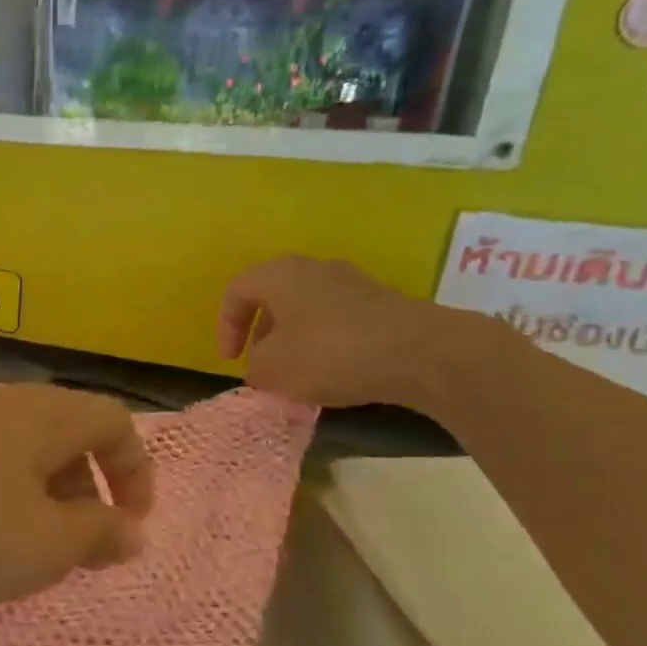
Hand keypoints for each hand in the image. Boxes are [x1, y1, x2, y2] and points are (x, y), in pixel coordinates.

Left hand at [0, 383, 155, 610]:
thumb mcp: (39, 546)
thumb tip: (131, 529)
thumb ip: (95, 536)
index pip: (114, 421)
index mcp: (41, 416)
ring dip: (31, 500)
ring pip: (12, 453)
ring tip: (15, 553)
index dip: (136, 471)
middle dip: (83, 493)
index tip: (129, 528)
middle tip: (73, 551)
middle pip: (63, 436)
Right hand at [218, 255, 462, 408]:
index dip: (225, 327)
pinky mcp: (382, 305)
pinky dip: (325, 345)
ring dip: (293, 342)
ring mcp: (353, 284)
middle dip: (261, 335)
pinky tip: (333, 374)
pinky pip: (337, 322)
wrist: (420, 353)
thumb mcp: (272, 368)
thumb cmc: (330, 352)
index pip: (236, 291)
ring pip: (306, 310)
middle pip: (273, 298)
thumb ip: (255, 367)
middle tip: (262, 367)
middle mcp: (315, 269)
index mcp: (280, 274)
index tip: (231, 361)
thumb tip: (262, 367)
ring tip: (296, 376)